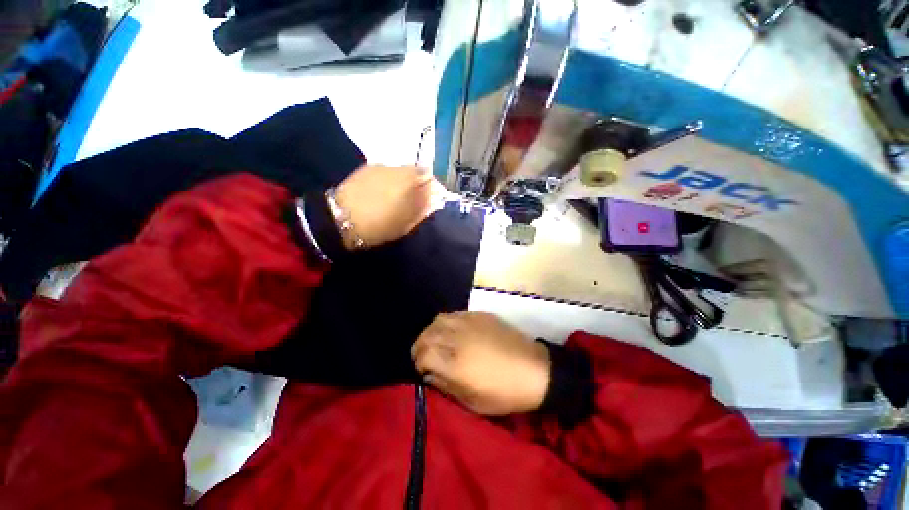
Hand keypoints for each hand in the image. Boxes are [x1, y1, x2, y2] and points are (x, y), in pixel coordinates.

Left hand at [334, 165, 437, 248]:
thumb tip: (433, 199)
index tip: (431, 199)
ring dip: (404, 181)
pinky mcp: (366, 168)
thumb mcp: (406, 223)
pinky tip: (382, 192)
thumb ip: (422, 209)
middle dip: (419, 183)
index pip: (429, 178)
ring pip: (400, 171)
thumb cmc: (379, 226)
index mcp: (409, 181)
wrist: (341, 219)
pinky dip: (389, 180)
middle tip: (415, 199)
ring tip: (398, 197)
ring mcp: (380, 167)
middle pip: (415, 171)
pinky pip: (385, 172)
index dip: (433, 188)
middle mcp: (396, 169)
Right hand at [411, 312, 550, 415]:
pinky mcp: (480, 315)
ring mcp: (469, 322)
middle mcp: (458, 337)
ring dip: (432, 331)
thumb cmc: (504, 392)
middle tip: (426, 355)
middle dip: (420, 345)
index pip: (423, 353)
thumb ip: (445, 386)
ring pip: (439, 319)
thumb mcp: (472, 402)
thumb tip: (429, 374)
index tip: (423, 370)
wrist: (534, 370)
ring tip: (437, 341)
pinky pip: (455, 314)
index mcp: (455, 363)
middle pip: (427, 334)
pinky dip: (447, 322)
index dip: (418, 361)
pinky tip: (453, 331)